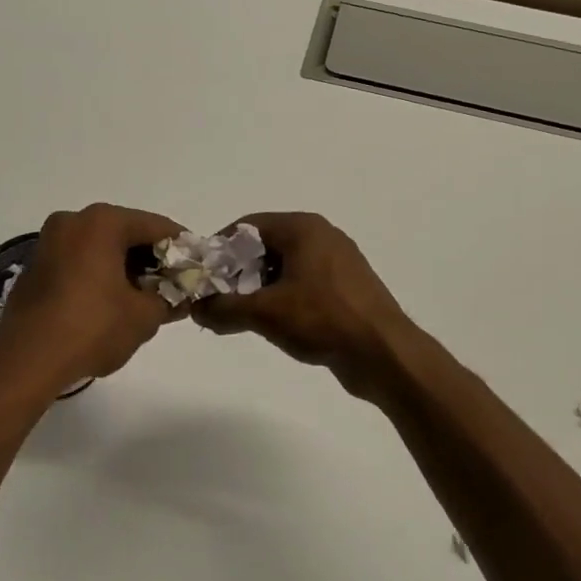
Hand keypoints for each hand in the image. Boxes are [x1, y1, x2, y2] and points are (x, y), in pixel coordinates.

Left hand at [0, 203, 186, 389]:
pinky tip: (112, 302)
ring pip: (100, 246)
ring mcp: (49, 242)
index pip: (156, 226)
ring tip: (145, 297)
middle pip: (126, 232)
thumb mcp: (144, 316)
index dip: (181, 247)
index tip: (197, 266)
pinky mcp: (35, 267)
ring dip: (125, 266)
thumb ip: (169, 299)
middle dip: (151, 258)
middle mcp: (73, 222)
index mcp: (102, 223)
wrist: (26, 362)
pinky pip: (79, 260)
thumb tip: (180, 296)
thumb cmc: (91, 329)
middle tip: (173, 284)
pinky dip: (99, 273)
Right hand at [191, 213, 412, 390]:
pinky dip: (284, 297)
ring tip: (241, 316)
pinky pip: (304, 283)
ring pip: (285, 267)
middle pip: (265, 246)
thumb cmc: (322, 319)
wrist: (384, 354)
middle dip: (238, 272)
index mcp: (303, 228)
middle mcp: (322, 236)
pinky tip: (274, 324)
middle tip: (218, 300)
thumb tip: (196, 309)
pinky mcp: (347, 287)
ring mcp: (338, 262)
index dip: (221, 249)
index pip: (247, 226)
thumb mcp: (265, 312)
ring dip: (259, 288)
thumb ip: (224, 308)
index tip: (204, 276)